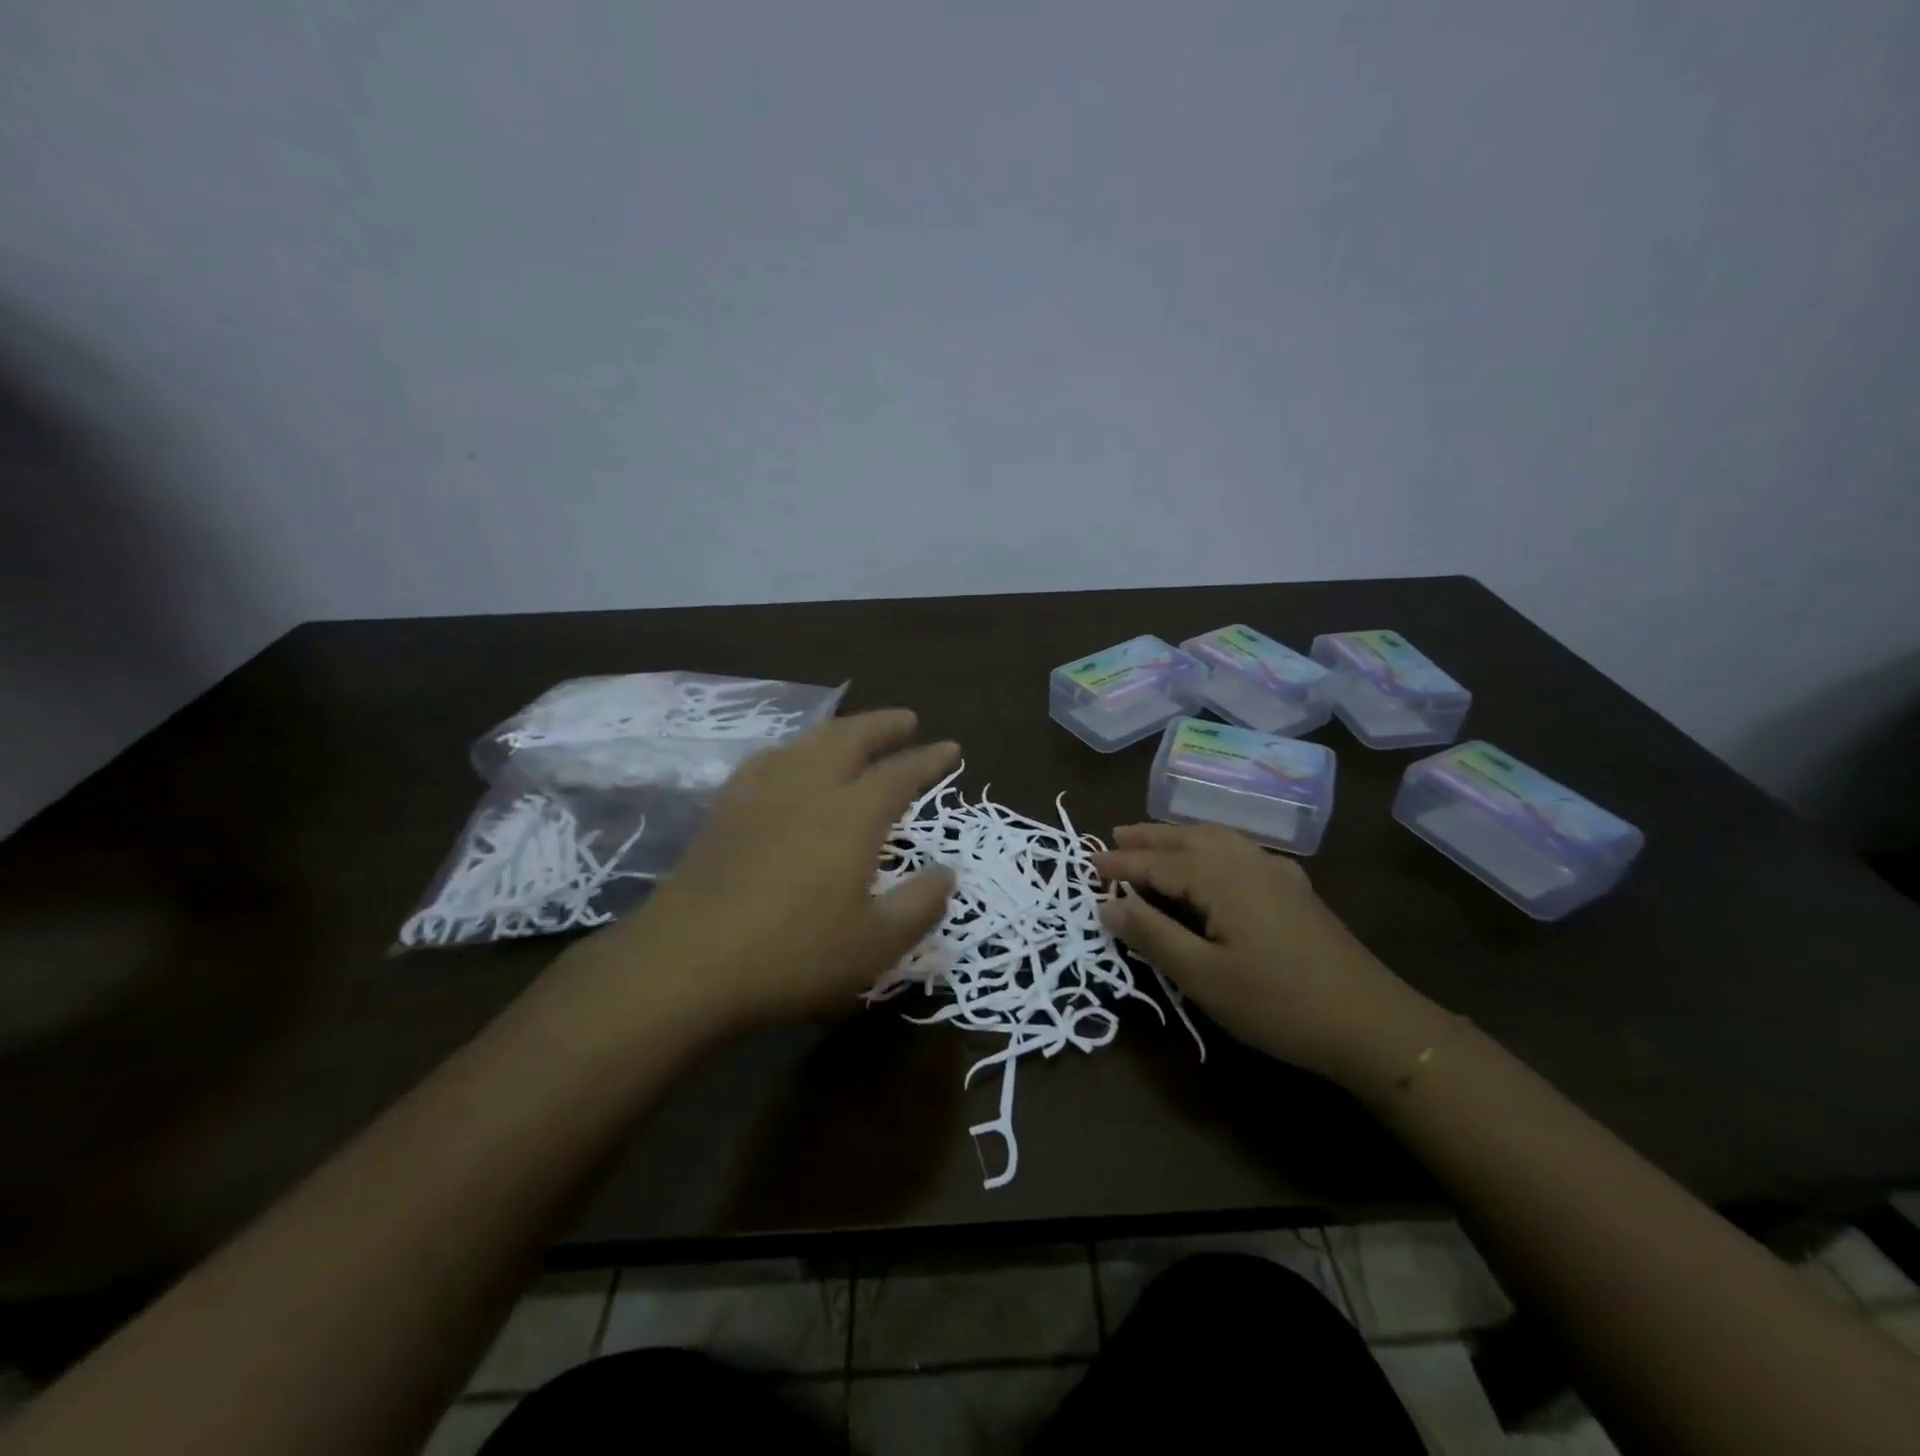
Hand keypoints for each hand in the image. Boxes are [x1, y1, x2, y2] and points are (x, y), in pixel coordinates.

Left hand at [570, 711, 958, 1031]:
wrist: (688, 962)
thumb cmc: (793, 955)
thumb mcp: (875, 944)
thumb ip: (920, 905)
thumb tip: (947, 873)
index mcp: (852, 815)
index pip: (900, 774)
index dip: (929, 759)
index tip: (951, 747)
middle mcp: (809, 789)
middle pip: (850, 738)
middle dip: (883, 725)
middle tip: (906, 719)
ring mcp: (761, 795)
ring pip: (807, 743)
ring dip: (840, 730)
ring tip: (854, 732)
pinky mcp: (725, 810)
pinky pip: (766, 760)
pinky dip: (792, 750)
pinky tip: (788, 761)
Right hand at [1093, 824, 1448, 1088]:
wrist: (1373, 1023)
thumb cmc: (1278, 1003)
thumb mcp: (1203, 976)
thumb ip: (1152, 935)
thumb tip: (1106, 905)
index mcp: (1221, 878)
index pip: (1158, 863)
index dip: (1122, 864)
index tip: (1089, 864)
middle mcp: (1247, 862)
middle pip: (1188, 840)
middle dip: (1149, 838)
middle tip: (1114, 836)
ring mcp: (1276, 873)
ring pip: (1217, 839)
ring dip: (1180, 837)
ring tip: (1154, 840)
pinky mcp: (1295, 889)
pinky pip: (1240, 851)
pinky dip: (1212, 845)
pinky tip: (1216, 859)